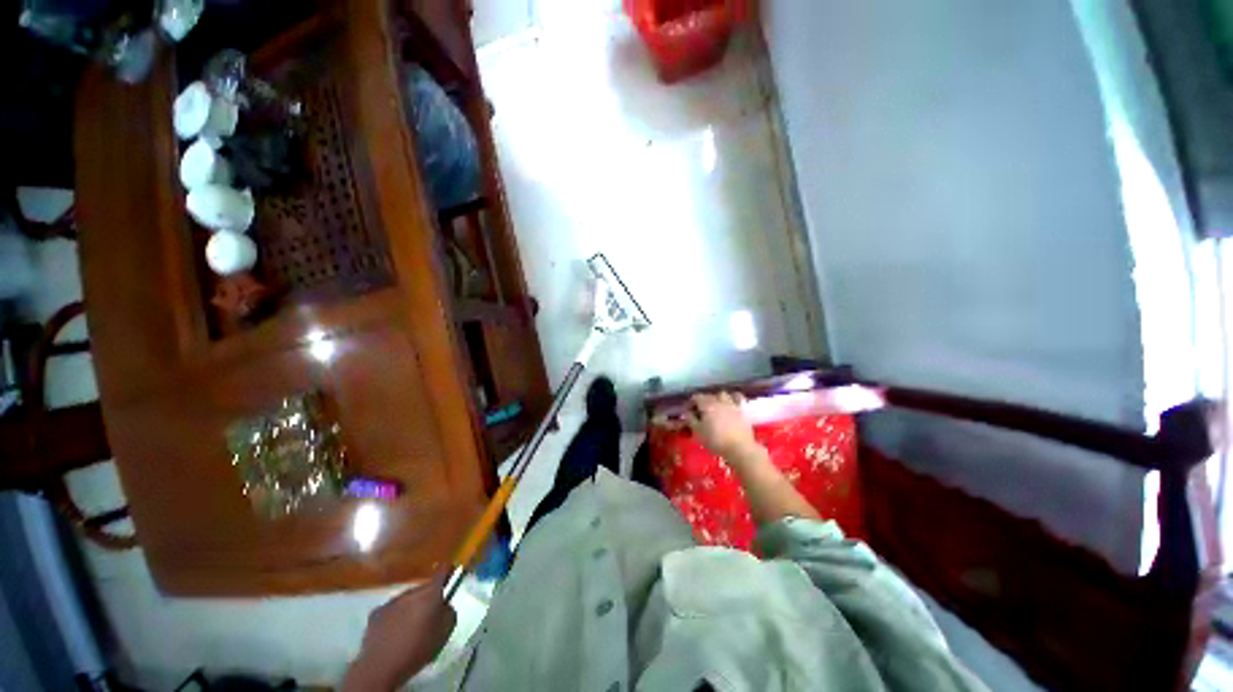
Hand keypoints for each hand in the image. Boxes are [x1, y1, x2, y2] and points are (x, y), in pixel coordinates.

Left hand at [343, 572, 456, 690]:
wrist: (380, 667)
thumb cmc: (418, 649)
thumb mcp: (445, 632)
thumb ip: (449, 612)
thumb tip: (444, 606)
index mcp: (430, 594)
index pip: (442, 571)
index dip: (447, 571)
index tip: (450, 574)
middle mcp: (411, 592)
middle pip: (424, 588)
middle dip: (428, 598)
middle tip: (429, 616)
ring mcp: (391, 602)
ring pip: (407, 599)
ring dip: (411, 608)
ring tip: (409, 628)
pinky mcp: (376, 613)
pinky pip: (391, 610)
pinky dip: (395, 617)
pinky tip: (393, 633)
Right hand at [687, 392, 760, 460]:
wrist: (740, 448)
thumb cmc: (715, 441)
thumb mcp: (698, 432)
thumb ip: (691, 420)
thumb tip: (686, 412)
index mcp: (707, 405)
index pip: (696, 397)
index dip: (691, 402)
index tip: (688, 410)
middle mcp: (719, 401)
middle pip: (709, 396)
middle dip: (703, 400)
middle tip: (701, 410)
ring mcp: (732, 404)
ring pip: (723, 395)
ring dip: (718, 398)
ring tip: (716, 406)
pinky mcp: (742, 411)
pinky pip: (738, 399)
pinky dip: (733, 399)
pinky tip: (731, 404)